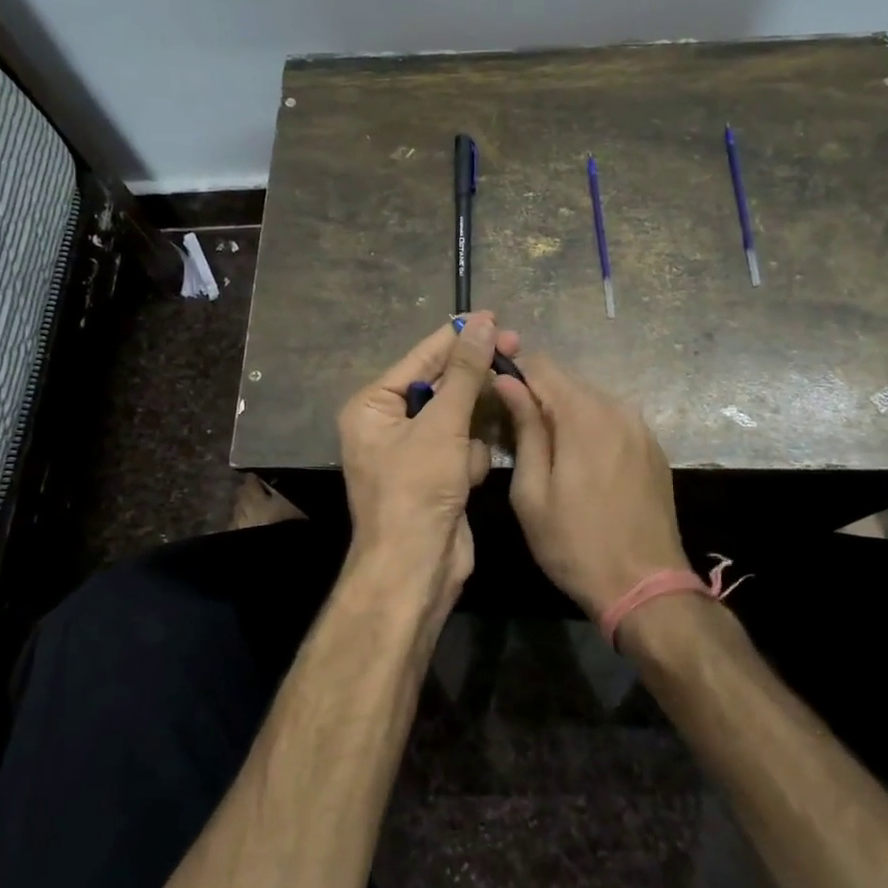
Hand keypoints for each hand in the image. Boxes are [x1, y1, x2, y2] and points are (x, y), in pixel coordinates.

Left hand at [336, 312, 519, 622]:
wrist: (416, 570)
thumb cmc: (417, 490)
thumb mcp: (442, 425)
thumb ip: (464, 372)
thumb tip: (482, 321)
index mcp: (372, 406)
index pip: (421, 358)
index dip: (458, 337)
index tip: (495, 317)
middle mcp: (388, 423)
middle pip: (441, 385)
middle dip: (471, 383)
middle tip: (515, 350)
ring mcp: (413, 450)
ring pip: (458, 417)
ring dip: (470, 433)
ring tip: (469, 450)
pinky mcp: (436, 474)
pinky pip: (462, 447)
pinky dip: (470, 460)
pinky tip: (466, 480)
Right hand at [492, 355, 691, 620]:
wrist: (647, 587)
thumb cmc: (575, 544)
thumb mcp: (532, 491)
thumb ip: (524, 428)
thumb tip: (507, 381)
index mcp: (584, 414)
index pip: (542, 365)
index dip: (514, 370)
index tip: (494, 389)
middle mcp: (617, 408)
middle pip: (567, 380)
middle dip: (538, 394)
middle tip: (514, 426)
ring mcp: (641, 427)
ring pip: (590, 400)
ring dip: (564, 412)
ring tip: (545, 448)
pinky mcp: (653, 447)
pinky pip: (612, 420)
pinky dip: (590, 427)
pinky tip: (580, 461)